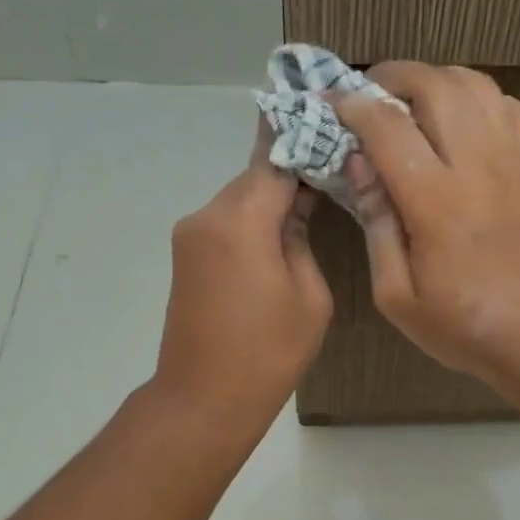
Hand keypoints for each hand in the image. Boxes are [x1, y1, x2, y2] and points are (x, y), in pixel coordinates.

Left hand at [152, 130, 332, 431]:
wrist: (204, 400)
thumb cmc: (268, 352)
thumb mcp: (309, 294)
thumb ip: (302, 237)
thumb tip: (297, 205)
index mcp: (240, 220)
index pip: (276, 159)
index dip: (304, 138)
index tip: (331, 120)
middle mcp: (207, 216)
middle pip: (255, 176)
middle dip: (291, 169)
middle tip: (333, 165)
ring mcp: (190, 236)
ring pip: (240, 199)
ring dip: (272, 197)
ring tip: (314, 201)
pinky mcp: (186, 257)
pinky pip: (226, 223)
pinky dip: (253, 220)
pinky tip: (281, 232)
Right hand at [332, 62, 519, 385]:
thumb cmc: (461, 326)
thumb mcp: (397, 295)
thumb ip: (376, 224)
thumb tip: (359, 166)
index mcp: (435, 201)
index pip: (386, 125)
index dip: (352, 105)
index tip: (333, 104)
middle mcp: (478, 165)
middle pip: (434, 86)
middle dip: (394, 77)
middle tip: (373, 95)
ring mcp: (517, 160)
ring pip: (476, 85)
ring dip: (438, 82)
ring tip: (416, 103)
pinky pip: (512, 107)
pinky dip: (481, 100)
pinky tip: (466, 122)